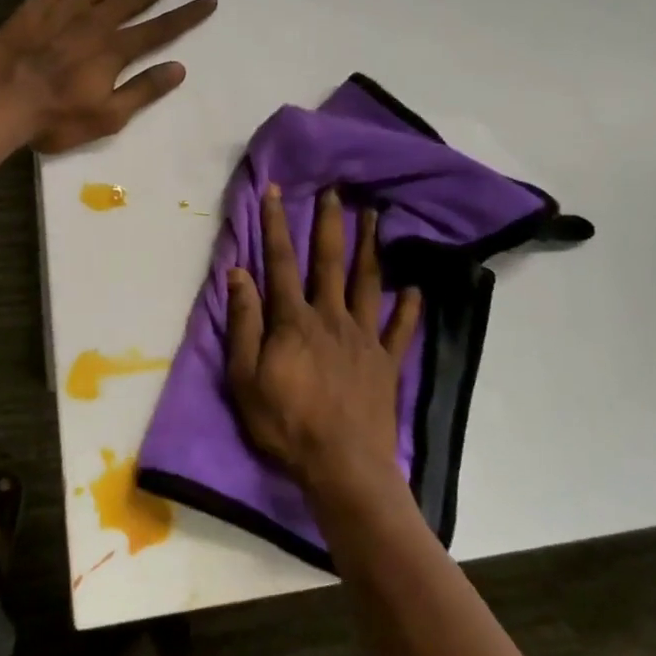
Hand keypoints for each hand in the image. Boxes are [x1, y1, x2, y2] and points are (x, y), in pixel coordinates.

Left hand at [0, 0, 217, 153]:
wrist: (0, 103)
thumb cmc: (56, 118)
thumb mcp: (108, 117)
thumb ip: (143, 90)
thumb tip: (178, 68)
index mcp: (115, 50)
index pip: (161, 28)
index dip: (187, 14)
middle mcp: (95, 22)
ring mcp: (65, 10)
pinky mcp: (37, 6)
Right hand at [226, 185, 421, 510]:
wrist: (343, 466)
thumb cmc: (286, 423)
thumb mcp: (245, 377)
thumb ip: (243, 323)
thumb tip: (239, 272)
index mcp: (294, 320)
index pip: (281, 262)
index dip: (276, 224)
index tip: (274, 190)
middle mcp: (332, 317)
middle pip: (330, 261)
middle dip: (330, 223)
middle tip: (336, 190)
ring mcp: (364, 338)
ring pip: (369, 283)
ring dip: (371, 248)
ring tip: (376, 217)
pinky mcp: (387, 362)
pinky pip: (401, 329)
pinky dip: (409, 307)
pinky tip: (416, 288)